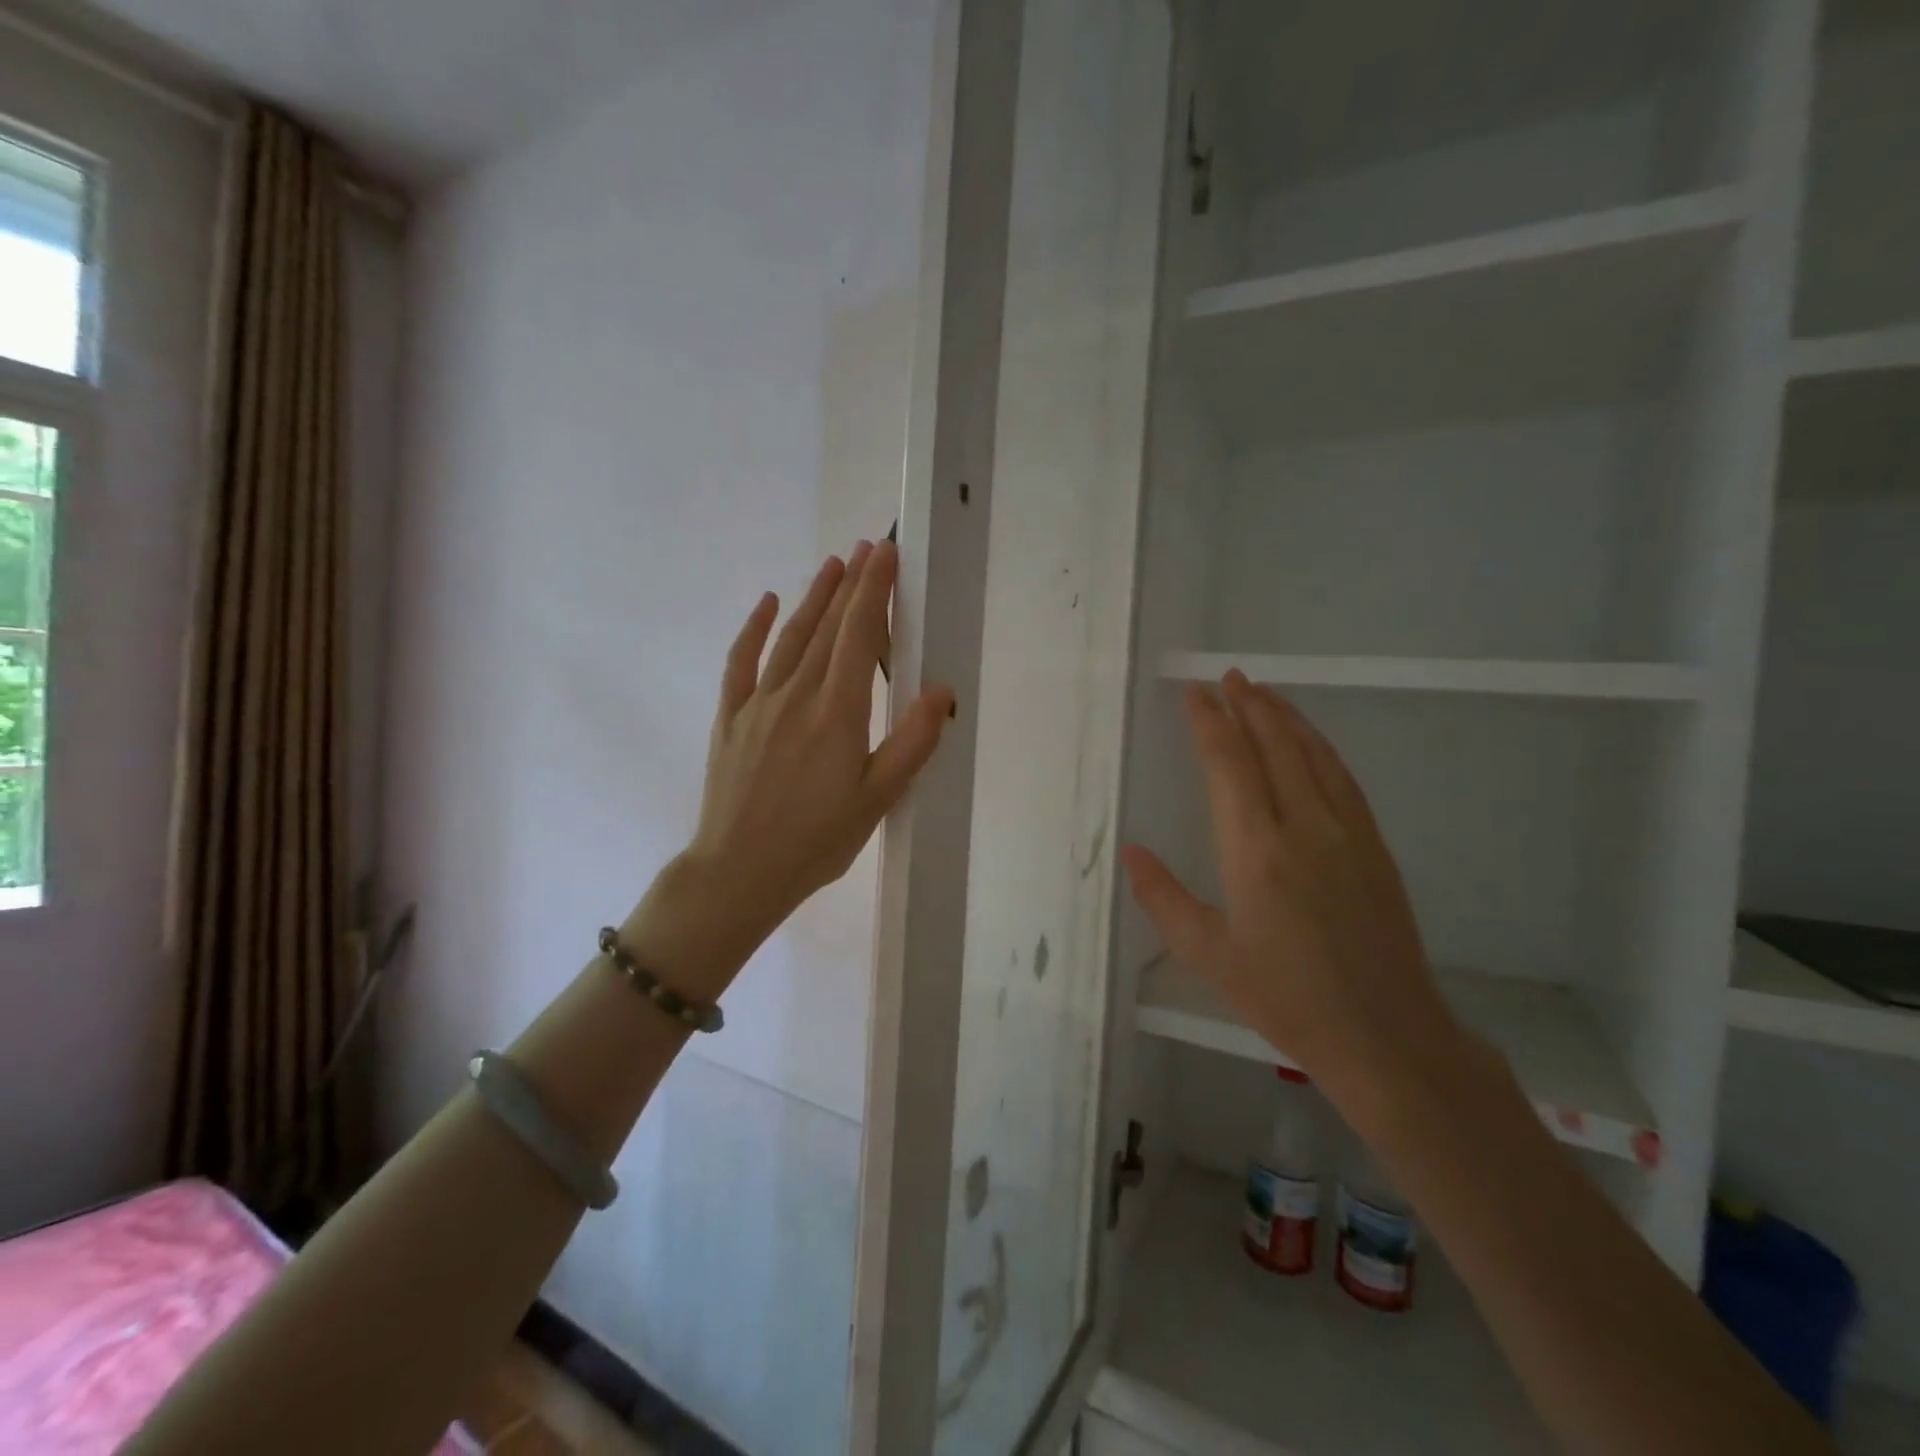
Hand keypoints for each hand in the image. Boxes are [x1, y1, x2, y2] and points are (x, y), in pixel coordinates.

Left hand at [623, 541, 953, 991]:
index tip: (885, 555)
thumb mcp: (877, 799)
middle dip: (851, 585)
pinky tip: (766, 603)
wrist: (738, 871)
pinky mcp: (731, 718)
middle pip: (827, 627)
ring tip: (832, 565)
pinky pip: (742, 662)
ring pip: (790, 637)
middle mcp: (796, 694)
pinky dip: (754, 628)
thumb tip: (942, 692)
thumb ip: (912, 742)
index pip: (859, 636)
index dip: (874, 591)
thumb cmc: (816, 840)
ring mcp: (758, 703)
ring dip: (813, 598)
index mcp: (837, 712)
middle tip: (867, 548)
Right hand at [1120, 671, 1457, 1099]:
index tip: (1194, 693)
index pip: (1228, 765)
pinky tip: (1311, 741)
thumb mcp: (1207, 954)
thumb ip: (1162, 897)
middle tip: (1228, 676)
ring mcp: (1347, 833)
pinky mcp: (1375, 847)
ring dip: (1286, 717)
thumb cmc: (1283, 996)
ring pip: (1313, 755)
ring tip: (1263, 692)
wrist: (1385, 1034)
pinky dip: (1321, 747)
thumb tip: (1131, 851)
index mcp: (1255, 851)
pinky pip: (1343, 779)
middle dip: (1249, 705)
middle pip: (1274, 746)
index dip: (1209, 723)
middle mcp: (1303, 827)